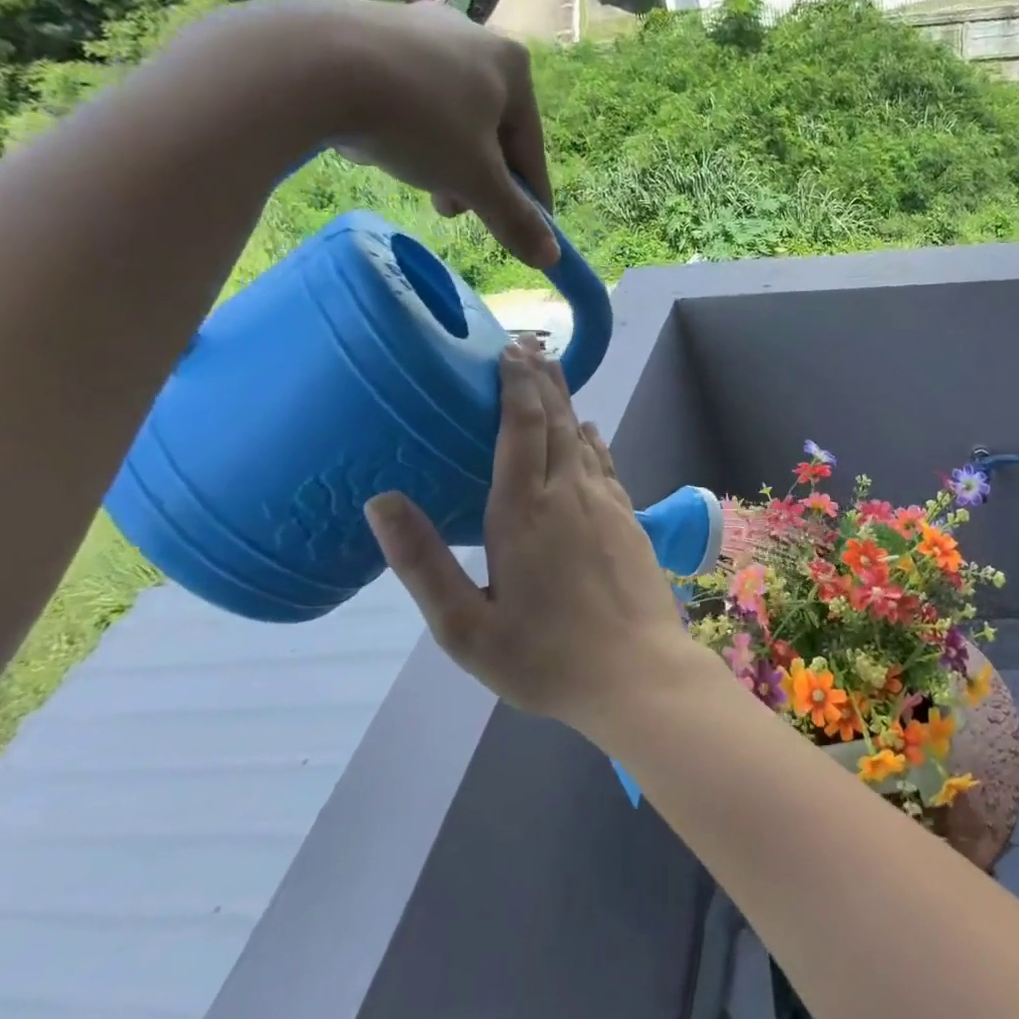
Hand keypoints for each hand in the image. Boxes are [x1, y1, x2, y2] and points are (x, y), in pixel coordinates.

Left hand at [190, 0, 559, 268]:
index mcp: (513, 66)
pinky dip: (402, 124)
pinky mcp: (369, 25)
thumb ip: (515, 219)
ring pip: (444, 111)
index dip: (530, 198)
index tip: (525, 233)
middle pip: (487, 129)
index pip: (531, 149)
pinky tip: (379, 142)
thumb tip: (551, 258)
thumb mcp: (475, 182)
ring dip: (439, 155)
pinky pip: (403, 90)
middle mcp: (473, 35)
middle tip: (452, 210)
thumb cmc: (418, 121)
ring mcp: (419, 26)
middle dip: (474, 177)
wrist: (310, 64)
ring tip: (415, 181)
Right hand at [362, 342, 690, 734]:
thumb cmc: (544, 658)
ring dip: (567, 402)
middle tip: (530, 345)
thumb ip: (423, 562)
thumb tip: (381, 501)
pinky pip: (606, 464)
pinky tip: (590, 433)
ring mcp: (606, 505)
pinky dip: (593, 440)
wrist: (637, 674)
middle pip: (556, 421)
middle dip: (542, 380)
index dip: (515, 386)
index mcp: (523, 513)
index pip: (520, 429)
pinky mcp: (630, 520)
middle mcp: (568, 494)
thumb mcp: (465, 627)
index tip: (508, 352)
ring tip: (554, 374)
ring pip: (584, 438)